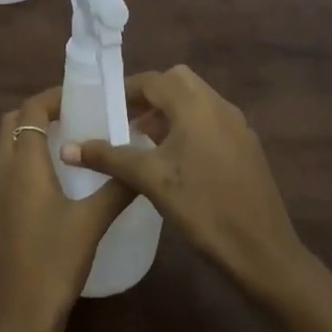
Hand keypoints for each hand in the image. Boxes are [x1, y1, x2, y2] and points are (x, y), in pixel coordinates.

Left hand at [0, 87, 135, 331]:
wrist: (14, 325)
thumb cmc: (52, 266)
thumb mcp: (91, 224)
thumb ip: (117, 188)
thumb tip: (142, 162)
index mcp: (21, 165)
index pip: (30, 110)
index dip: (53, 97)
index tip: (82, 99)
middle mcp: (0, 173)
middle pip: (12, 124)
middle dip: (40, 114)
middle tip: (76, 120)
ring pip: (7, 150)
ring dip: (32, 140)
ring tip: (72, 150)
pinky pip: (6, 176)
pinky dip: (27, 166)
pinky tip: (56, 190)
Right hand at [62, 65, 305, 299]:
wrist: (263, 251)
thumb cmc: (203, 207)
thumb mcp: (150, 180)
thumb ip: (109, 158)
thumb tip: (68, 148)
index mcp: (196, 105)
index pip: (153, 80)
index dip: (126, 91)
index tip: (104, 109)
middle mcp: (219, 106)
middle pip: (178, 82)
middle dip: (150, 97)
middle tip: (126, 122)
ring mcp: (237, 126)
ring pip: (197, 102)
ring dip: (170, 112)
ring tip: (145, 143)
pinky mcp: (247, 148)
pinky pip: (211, 122)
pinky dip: (189, 128)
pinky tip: (176, 163)